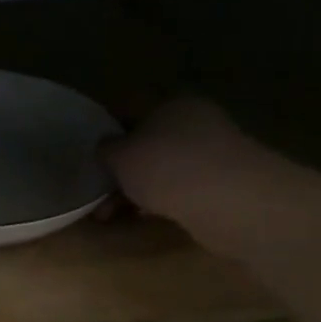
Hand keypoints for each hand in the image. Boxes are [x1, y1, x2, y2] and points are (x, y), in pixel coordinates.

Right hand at [101, 98, 299, 252]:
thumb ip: (107, 149)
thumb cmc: (165, 166)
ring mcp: (214, 153)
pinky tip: (146, 218)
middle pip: (150, 144)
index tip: (93, 156)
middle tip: (99, 193)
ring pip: (165, 169)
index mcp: (171, 103)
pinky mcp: (226, 184)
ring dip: (138, 190)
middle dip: (123, 170)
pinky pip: (183, 190)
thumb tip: (106, 146)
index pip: (133, 111)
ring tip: (112, 215)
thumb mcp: (120, 156)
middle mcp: (196, 122)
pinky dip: (162, 202)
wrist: (228, 200)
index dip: (110, 133)